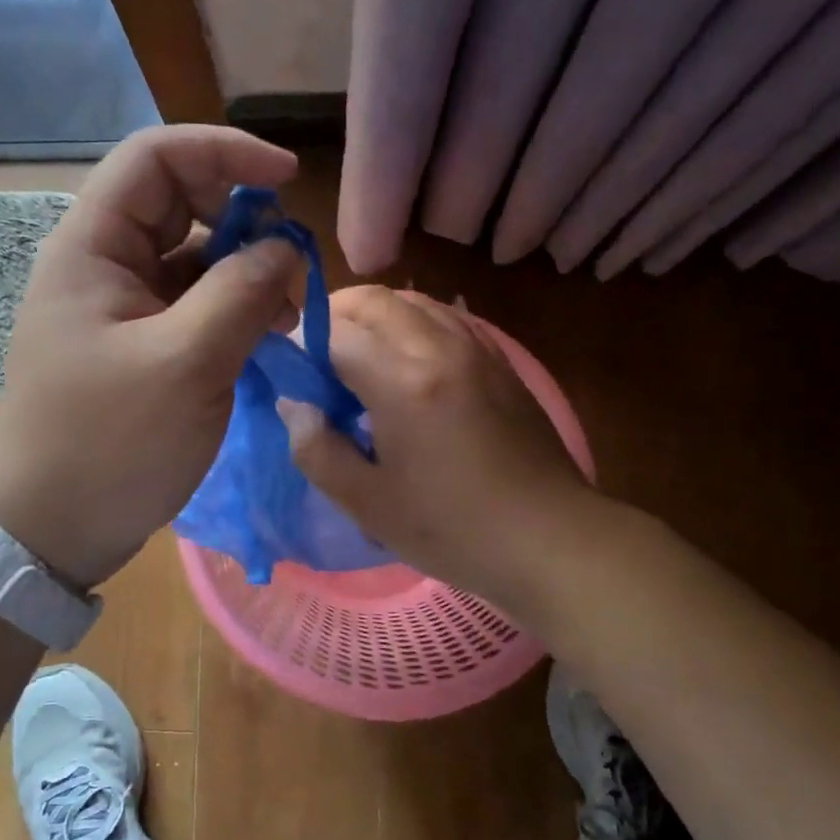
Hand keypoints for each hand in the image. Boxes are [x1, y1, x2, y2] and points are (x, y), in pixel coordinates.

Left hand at [0, 126, 301, 588]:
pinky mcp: (139, 347)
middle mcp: (103, 265)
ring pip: (193, 259)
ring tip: (288, 311)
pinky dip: (233, 310)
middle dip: (243, 219)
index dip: (224, 152)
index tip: (288, 180)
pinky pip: (193, 306)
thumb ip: (241, 294)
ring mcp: (121, 309)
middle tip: (292, 260)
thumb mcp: (186, 364)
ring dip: (244, 270)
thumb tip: (284, 248)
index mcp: (92, 247)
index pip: (155, 158)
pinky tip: (267, 336)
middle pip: (179, 204)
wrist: (49, 530)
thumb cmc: (108, 443)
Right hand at [279, 286, 595, 605]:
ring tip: (359, 354)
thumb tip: (296, 405)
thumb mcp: (368, 503)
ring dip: (376, 315)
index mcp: (403, 382)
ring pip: (414, 301)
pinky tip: (407, 360)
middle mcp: (440, 348)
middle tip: (317, 355)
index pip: (335, 334)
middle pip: (375, 300)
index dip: (302, 347)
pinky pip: (448, 318)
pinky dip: (414, 323)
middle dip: (335, 315)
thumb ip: (317, 449)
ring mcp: (477, 349)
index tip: (289, 373)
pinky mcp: (500, 361)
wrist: (550, 539)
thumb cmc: (452, 530)